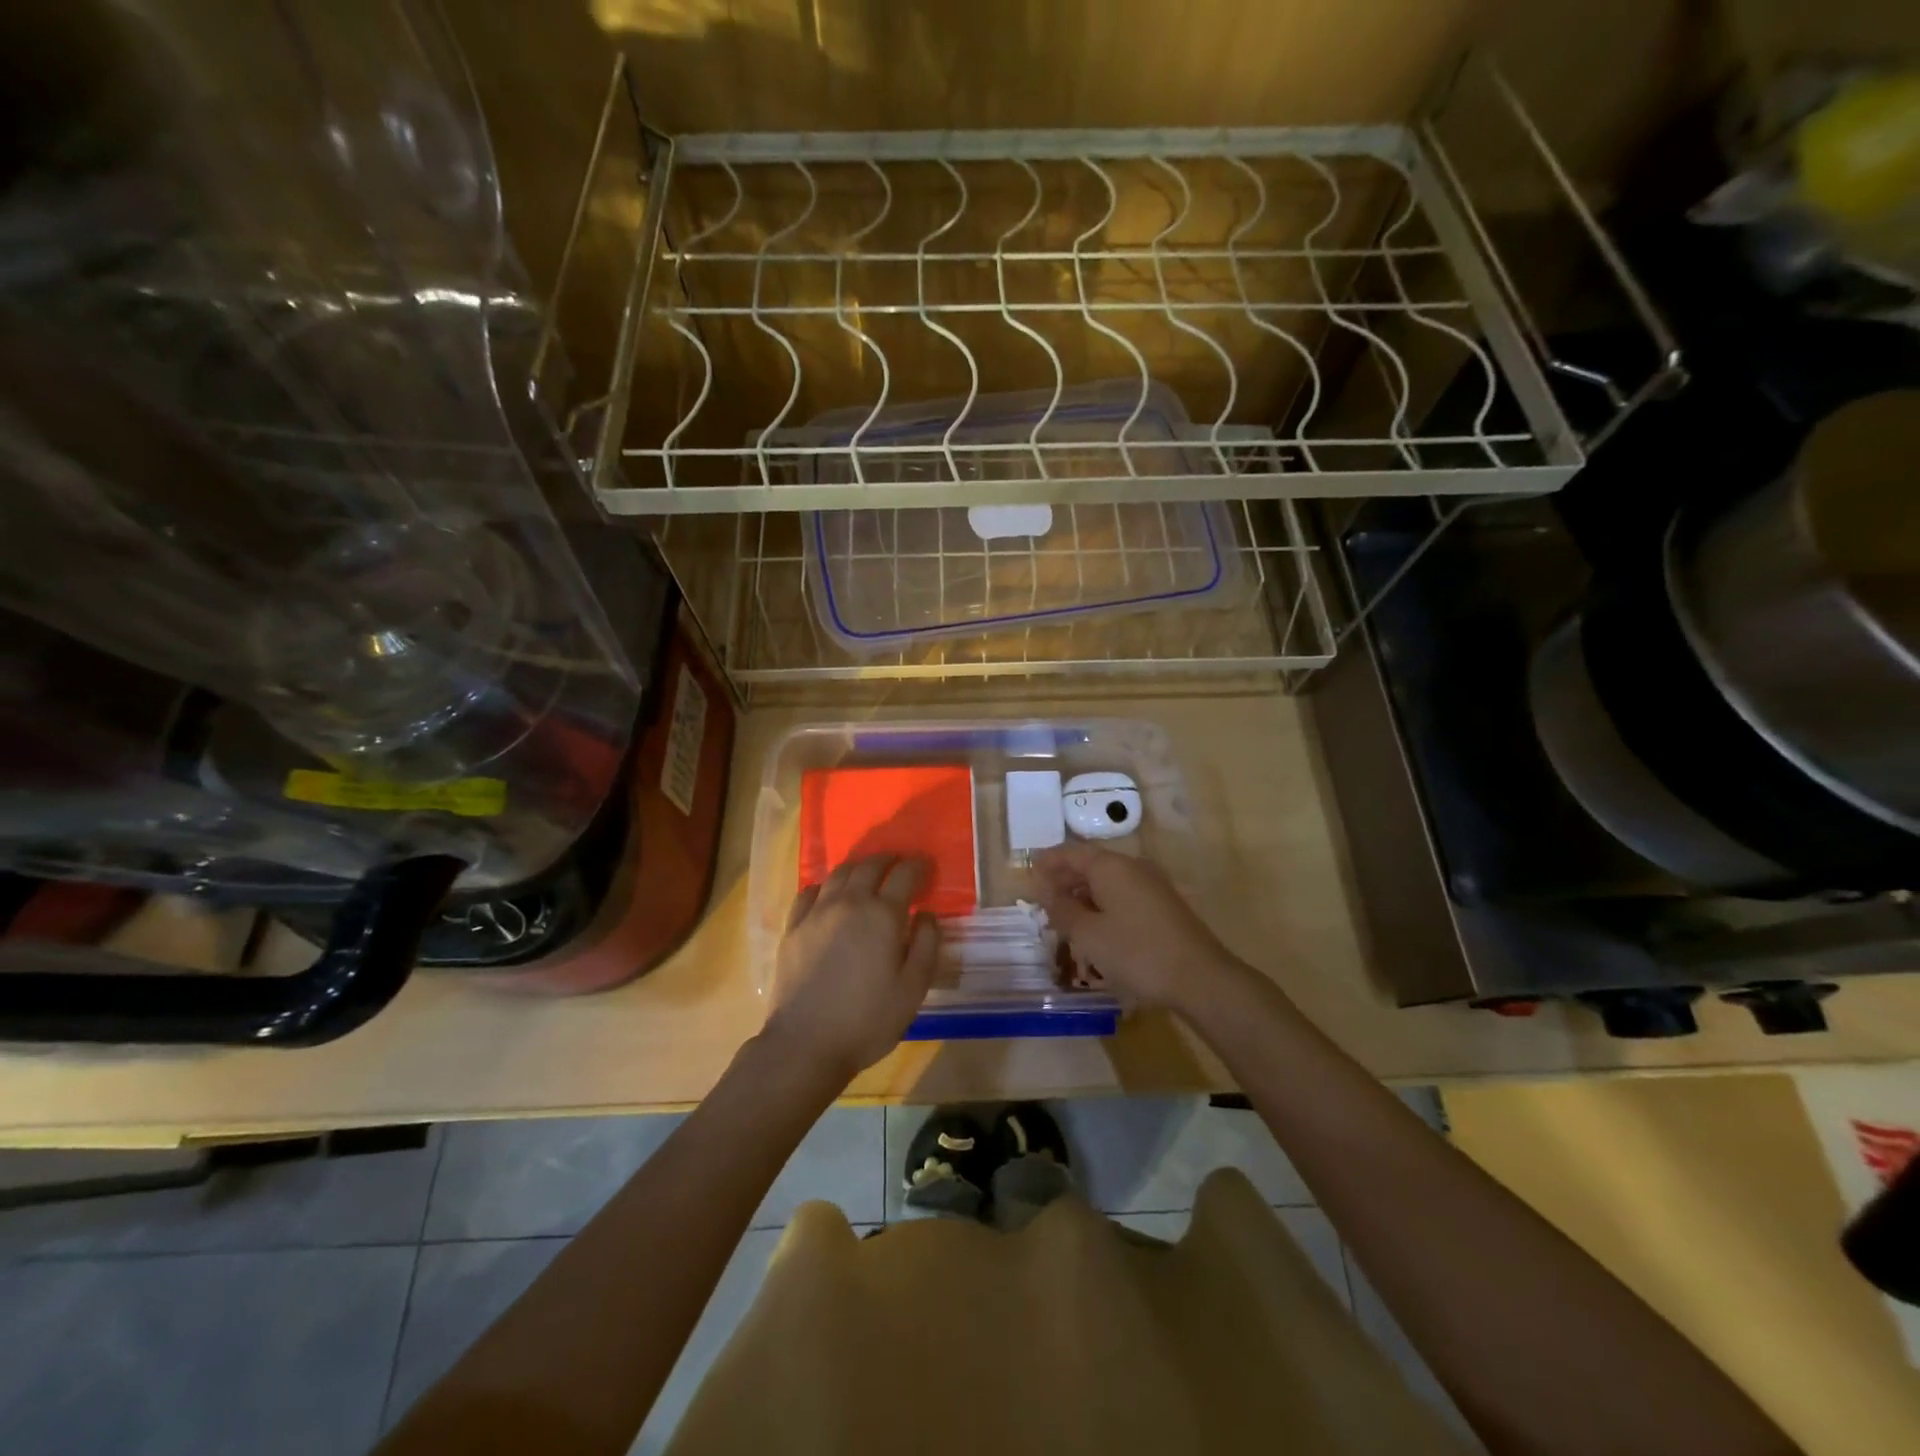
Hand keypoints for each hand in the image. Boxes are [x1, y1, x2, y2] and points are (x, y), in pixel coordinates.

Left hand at [762, 854, 938, 1083]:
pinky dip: (825, 885)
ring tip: (866, 873)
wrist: (805, 1043)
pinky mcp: (793, 927)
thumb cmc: (868, 1019)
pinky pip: (809, 892)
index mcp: (882, 914)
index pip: (904, 875)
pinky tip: (828, 894)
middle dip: (888, 860)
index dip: (918, 865)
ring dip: (857, 867)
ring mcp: (816, 912)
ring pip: (838, 874)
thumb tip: (926, 913)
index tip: (926, 866)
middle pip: (869, 866)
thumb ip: (926, 944)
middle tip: (899, 864)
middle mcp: (849, 903)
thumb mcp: (913, 988)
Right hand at [1032, 843, 1247, 1014]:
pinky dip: (1103, 904)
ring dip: (1084, 894)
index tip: (1028, 872)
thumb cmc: (1137, 953)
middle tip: (1042, 900)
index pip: (1072, 852)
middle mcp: (1133, 867)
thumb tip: (1044, 889)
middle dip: (1065, 879)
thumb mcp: (1088, 934)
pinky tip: (1096, 928)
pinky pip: (1124, 895)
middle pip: (1091, 865)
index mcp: (1111, 866)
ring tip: (1065, 917)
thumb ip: (1062, 909)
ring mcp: (1152, 886)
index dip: (1048, 861)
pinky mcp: (1164, 906)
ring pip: (1108, 881)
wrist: (1200, 979)